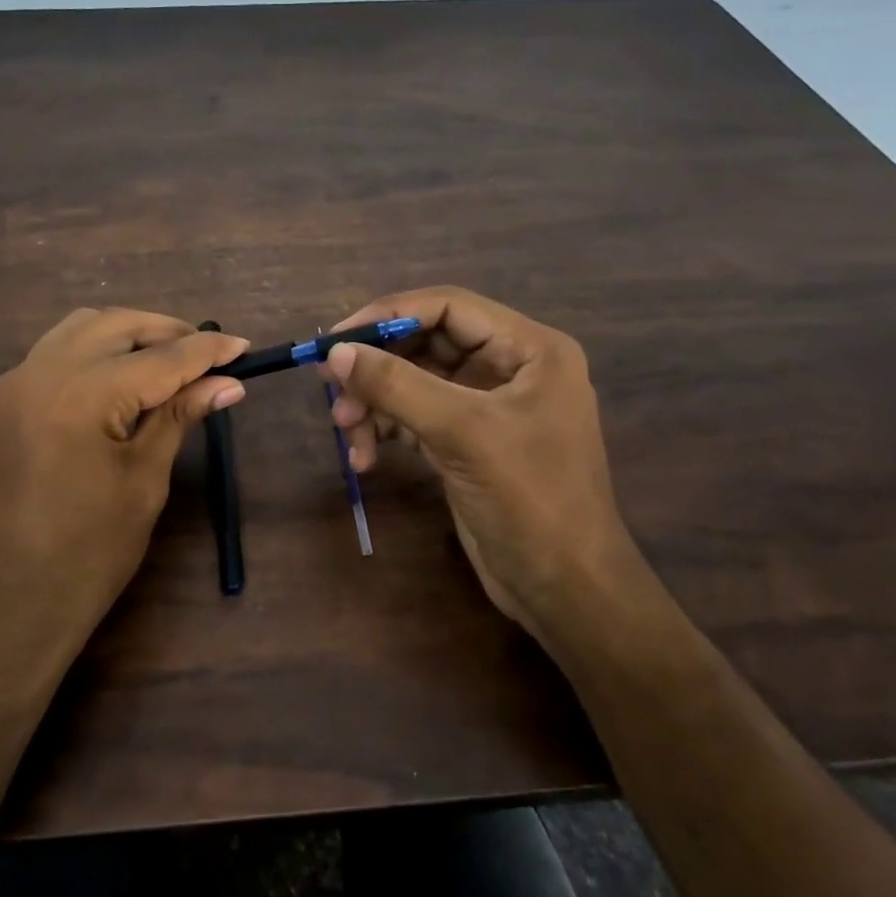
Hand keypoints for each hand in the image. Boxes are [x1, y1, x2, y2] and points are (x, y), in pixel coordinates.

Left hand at [0, 307, 248, 674]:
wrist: (8, 604)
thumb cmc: (88, 553)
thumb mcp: (144, 480)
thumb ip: (179, 417)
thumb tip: (228, 382)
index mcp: (80, 396)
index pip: (159, 358)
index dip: (206, 352)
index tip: (244, 346)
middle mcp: (41, 372)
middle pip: (117, 325)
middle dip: (167, 332)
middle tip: (209, 356)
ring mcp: (16, 382)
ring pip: (83, 328)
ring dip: (130, 334)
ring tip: (170, 362)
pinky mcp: (6, 398)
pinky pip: (57, 350)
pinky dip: (97, 349)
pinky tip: (124, 375)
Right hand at [325, 287, 642, 641]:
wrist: (565, 590)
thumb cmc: (530, 500)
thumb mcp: (462, 433)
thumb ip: (397, 386)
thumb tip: (335, 353)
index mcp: (529, 348)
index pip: (448, 306)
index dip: (388, 315)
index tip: (337, 340)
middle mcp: (509, 367)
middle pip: (425, 344)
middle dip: (377, 367)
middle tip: (330, 388)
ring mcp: (487, 407)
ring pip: (414, 383)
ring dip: (375, 404)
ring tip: (346, 432)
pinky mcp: (467, 441)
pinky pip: (415, 417)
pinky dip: (386, 430)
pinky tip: (364, 457)